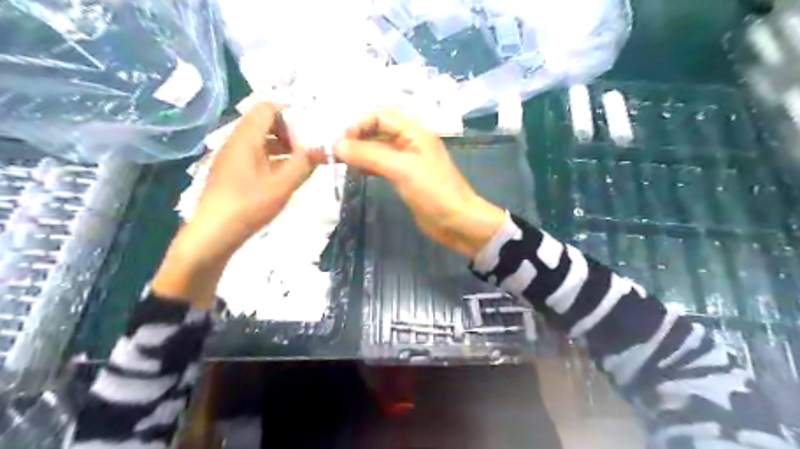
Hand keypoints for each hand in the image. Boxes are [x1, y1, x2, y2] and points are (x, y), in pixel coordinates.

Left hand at [151, 102, 313, 306]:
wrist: (213, 232)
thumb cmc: (249, 205)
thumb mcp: (282, 185)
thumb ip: (304, 164)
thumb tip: (323, 148)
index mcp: (246, 138)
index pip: (267, 108)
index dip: (290, 112)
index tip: (310, 127)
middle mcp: (236, 141)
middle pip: (263, 121)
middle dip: (289, 130)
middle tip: (307, 146)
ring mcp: (231, 156)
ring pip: (260, 139)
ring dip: (281, 145)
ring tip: (301, 161)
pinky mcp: (231, 171)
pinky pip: (254, 153)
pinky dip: (272, 157)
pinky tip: (284, 174)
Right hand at [335, 109, 500, 259]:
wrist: (456, 221)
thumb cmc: (432, 192)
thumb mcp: (400, 169)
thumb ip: (369, 154)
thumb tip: (337, 145)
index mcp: (414, 132)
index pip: (379, 116)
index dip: (358, 125)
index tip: (340, 143)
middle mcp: (411, 141)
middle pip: (377, 131)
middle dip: (355, 138)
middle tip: (333, 153)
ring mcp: (408, 160)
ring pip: (378, 149)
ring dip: (360, 152)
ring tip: (340, 162)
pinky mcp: (406, 177)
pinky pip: (382, 165)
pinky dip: (368, 166)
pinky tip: (356, 173)